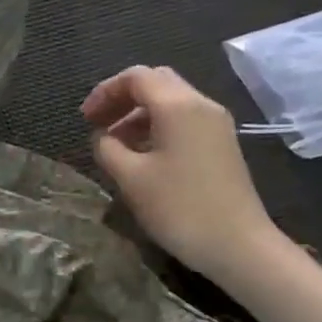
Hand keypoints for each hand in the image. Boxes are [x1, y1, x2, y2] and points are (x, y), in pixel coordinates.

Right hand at [82, 65, 282, 282]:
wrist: (237, 244)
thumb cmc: (179, 207)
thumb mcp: (130, 178)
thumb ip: (108, 148)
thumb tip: (102, 136)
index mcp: (178, 106)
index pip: (136, 77)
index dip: (105, 91)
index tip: (84, 118)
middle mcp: (201, 105)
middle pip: (156, 82)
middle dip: (122, 98)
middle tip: (97, 123)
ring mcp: (215, 125)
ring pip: (170, 102)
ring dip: (138, 114)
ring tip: (114, 144)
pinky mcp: (220, 144)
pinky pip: (183, 120)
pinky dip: (156, 127)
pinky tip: (141, 155)